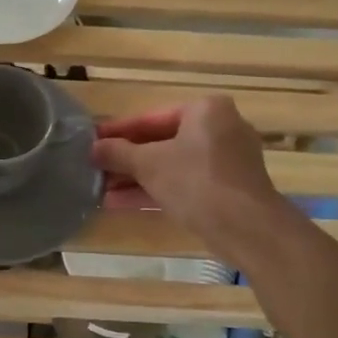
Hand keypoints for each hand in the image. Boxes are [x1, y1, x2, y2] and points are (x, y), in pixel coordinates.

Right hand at [92, 98, 294, 261]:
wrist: (245, 226)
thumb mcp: (148, 164)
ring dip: (137, 178)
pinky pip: (185, 182)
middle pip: (162, 141)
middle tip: (96, 168)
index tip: (93, 141)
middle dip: (127, 159)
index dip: (118, 132)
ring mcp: (227, 160)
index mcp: (205, 110)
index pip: (150, 118)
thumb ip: (118, 153)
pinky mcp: (227, 187)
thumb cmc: (195, 181)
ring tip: (102, 189)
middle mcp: (220, 128)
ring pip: (172, 165)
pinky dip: (157, 189)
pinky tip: (123, 202)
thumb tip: (93, 148)